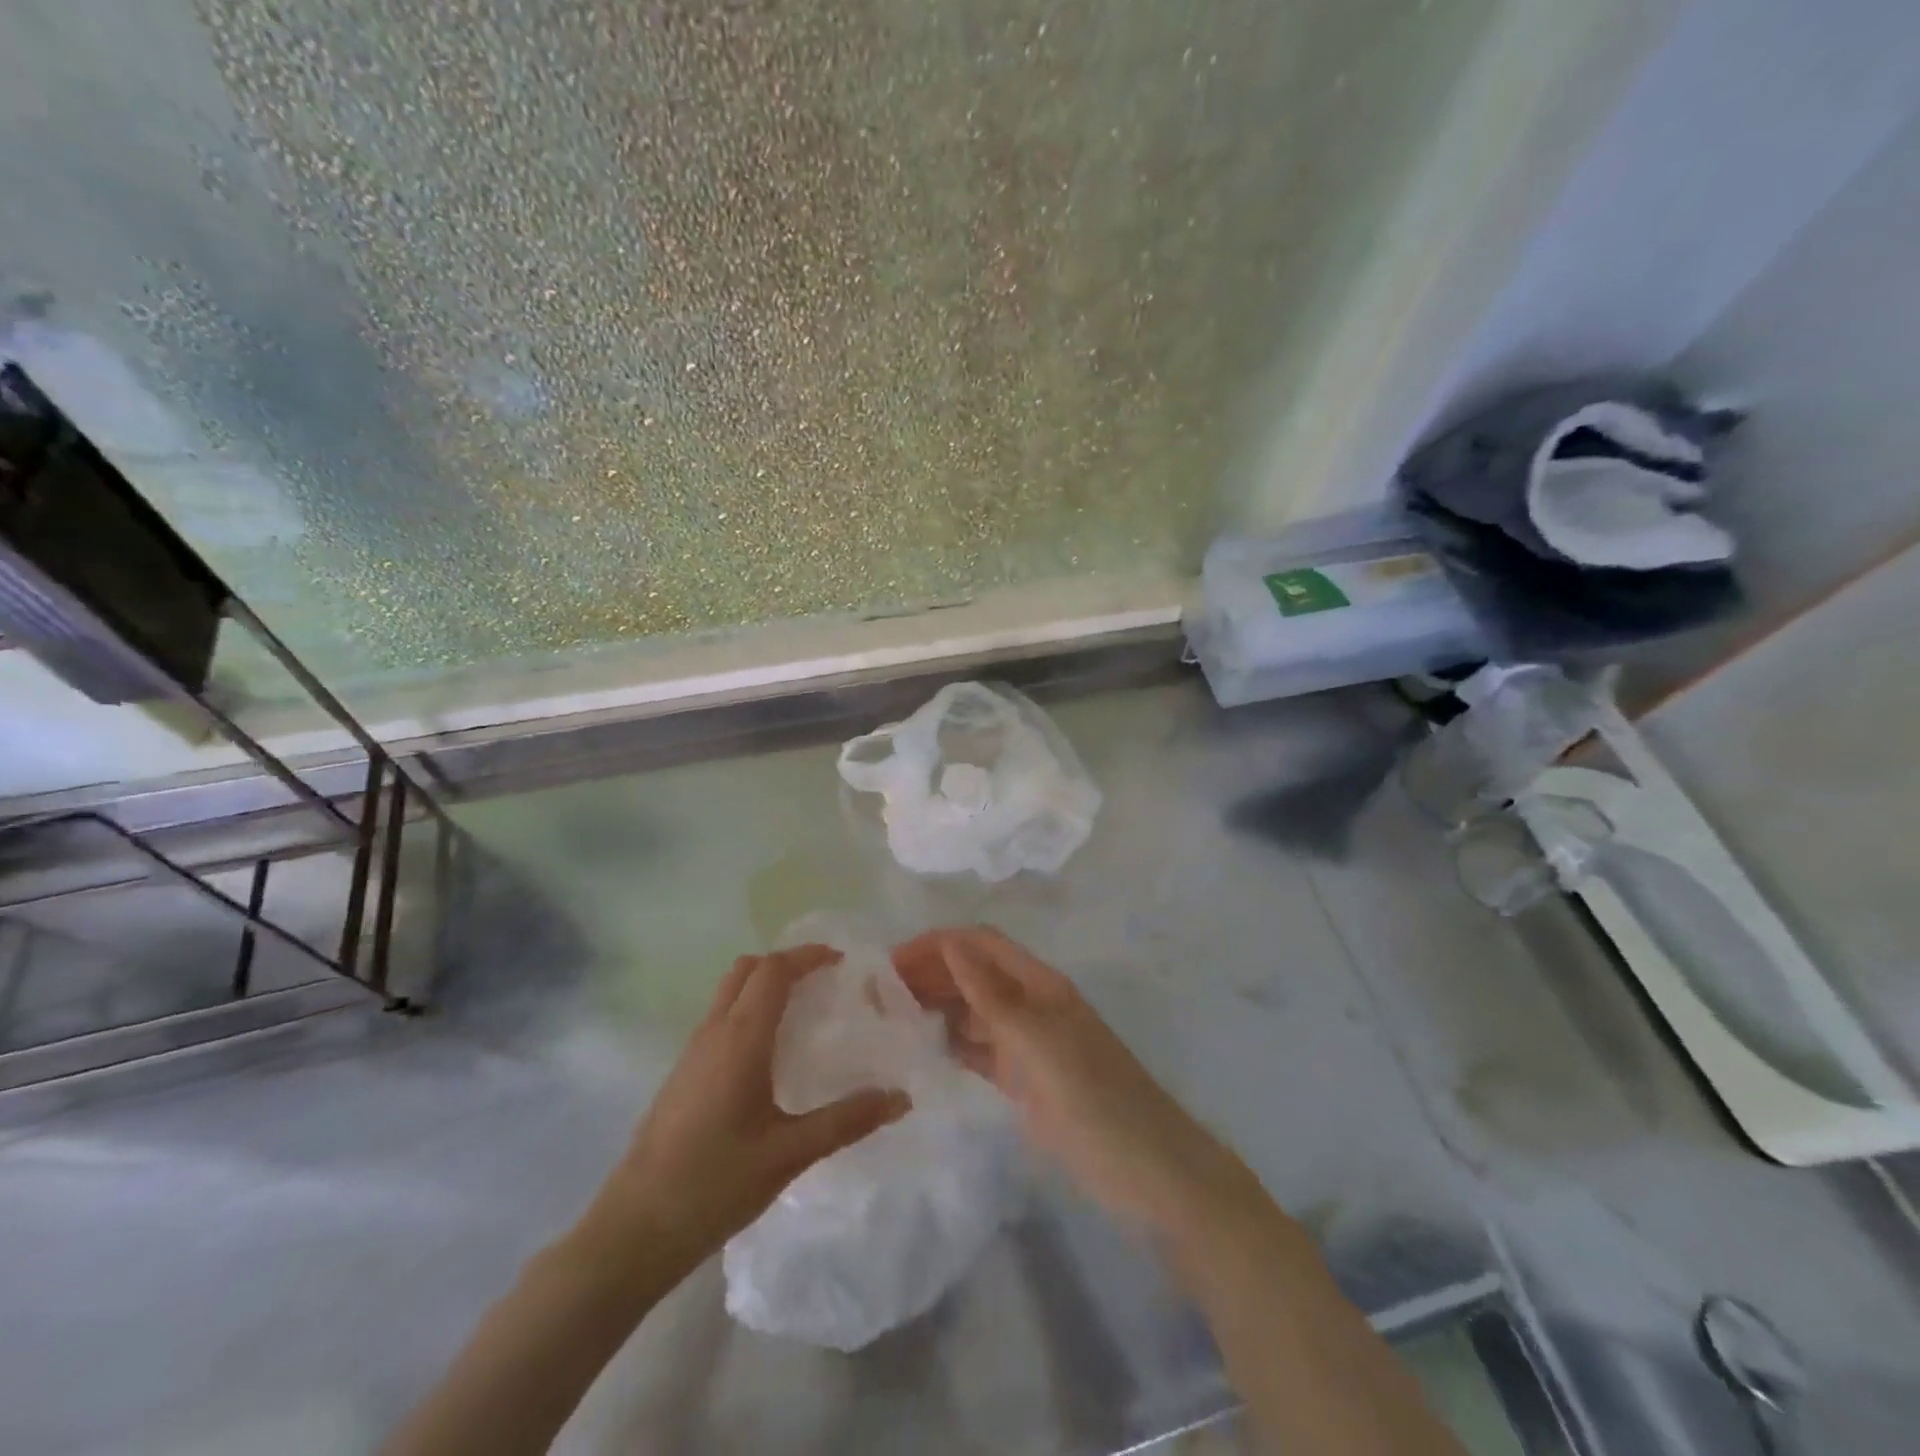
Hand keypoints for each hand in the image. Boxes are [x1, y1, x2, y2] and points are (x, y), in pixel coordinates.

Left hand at [579, 945, 910, 1279]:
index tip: (841, 962)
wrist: (631, 1231)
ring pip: (729, 992)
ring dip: (764, 985)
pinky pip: (719, 1018)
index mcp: (740, 1038)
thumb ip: (846, 1121)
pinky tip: (769, 1055)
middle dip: (786, 963)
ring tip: (803, 1012)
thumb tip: (901, 1098)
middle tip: (823, 981)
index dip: (807, 956)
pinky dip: (748, 1011)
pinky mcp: (682, 1074)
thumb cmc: (713, 1185)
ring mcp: (691, 1052)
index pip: (773, 970)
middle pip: (747, 969)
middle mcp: (713, 1032)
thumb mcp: (789, 1154)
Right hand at [891, 927, 1270, 1242]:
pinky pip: (979, 1051)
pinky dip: (951, 1046)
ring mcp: (1028, 1045)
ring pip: (972, 1012)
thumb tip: (950, 942)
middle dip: (929, 975)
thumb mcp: (1039, 1042)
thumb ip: (992, 994)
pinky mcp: (1024, 1082)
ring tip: (888, 1022)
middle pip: (973, 974)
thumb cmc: (1095, 1099)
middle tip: (877, 997)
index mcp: (1039, 985)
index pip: (980, 944)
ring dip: (935, 1008)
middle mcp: (1030, 1005)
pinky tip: (920, 1054)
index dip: (937, 945)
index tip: (888, 964)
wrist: (1148, 1173)